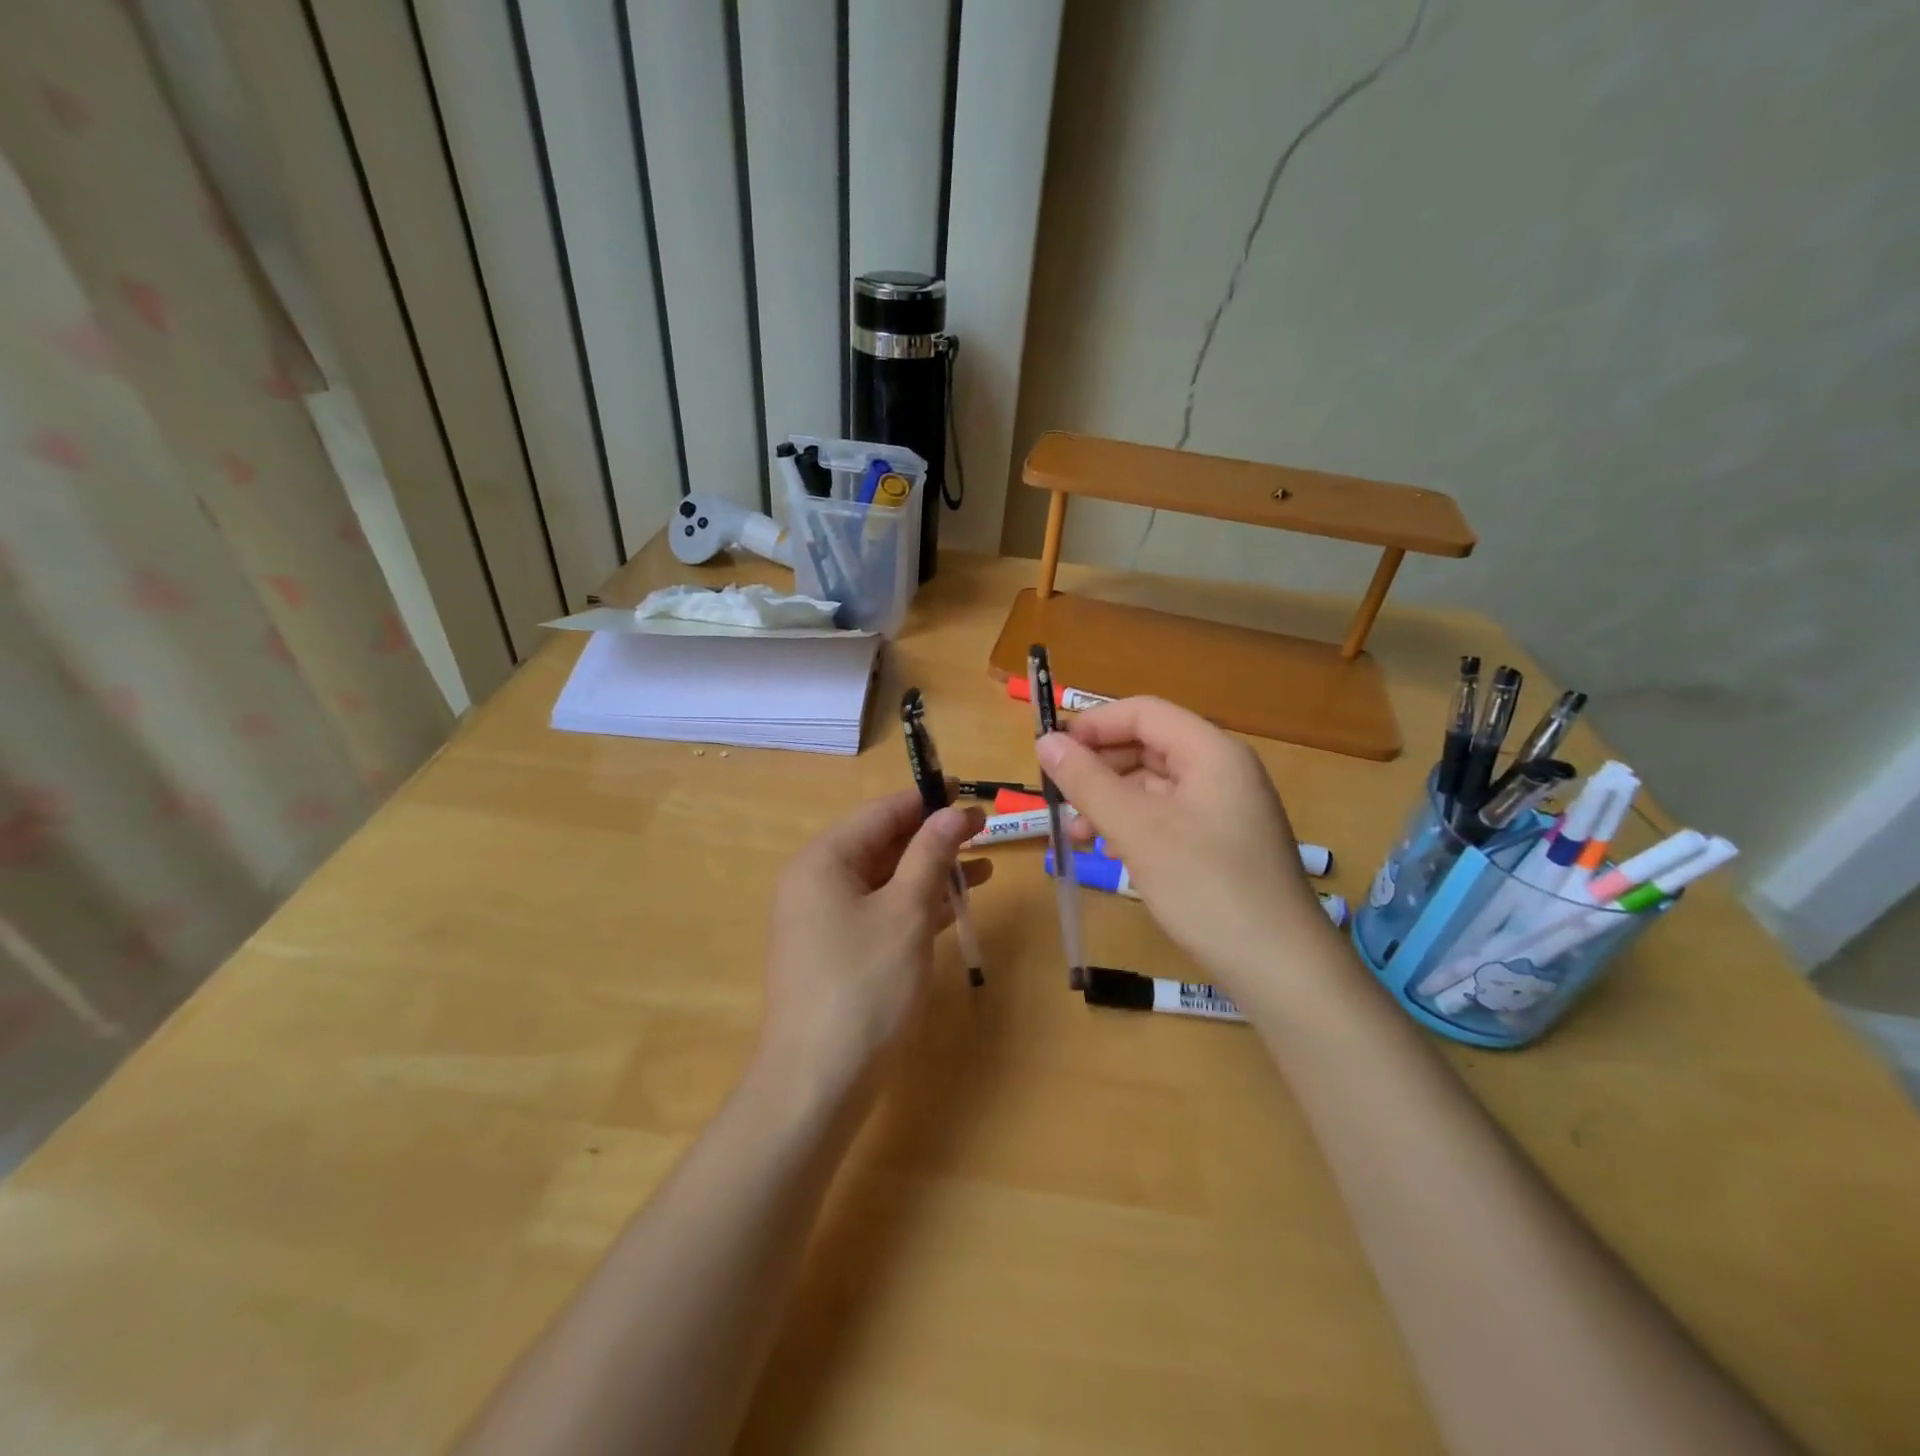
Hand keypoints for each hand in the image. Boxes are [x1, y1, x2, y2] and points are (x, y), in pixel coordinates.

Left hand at [757, 791, 988, 1095]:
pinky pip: (880, 911)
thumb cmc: (864, 986)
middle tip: (984, 829)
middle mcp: (816, 881)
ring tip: (984, 864)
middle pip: (882, 843)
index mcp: (823, 860)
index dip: (927, 800)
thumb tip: (955, 811)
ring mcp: (824, 919)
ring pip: (885, 879)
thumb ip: (930, 855)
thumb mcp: (905, 912)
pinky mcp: (837, 950)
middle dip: (933, 836)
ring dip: (930, 871)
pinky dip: (915, 904)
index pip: (881, 813)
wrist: (817, 1083)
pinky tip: (954, 904)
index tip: (970, 791)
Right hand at [1036, 698, 1337, 998]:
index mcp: (1210, 752)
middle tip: (1059, 799)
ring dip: (1110, 801)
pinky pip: (1168, 816)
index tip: (1049, 752)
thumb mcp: (1137, 830)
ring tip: (1078, 834)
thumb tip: (1045, 742)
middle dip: (1099, 768)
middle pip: (1148, 746)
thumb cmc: (1206, 886)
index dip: (1092, 725)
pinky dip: (1133, 826)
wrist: (1281, 968)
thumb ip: (1088, 782)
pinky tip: (1112, 853)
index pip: (1143, 713)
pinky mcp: (1222, 843)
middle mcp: (1222, 770)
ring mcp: (1225, 808)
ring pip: (1154, 785)